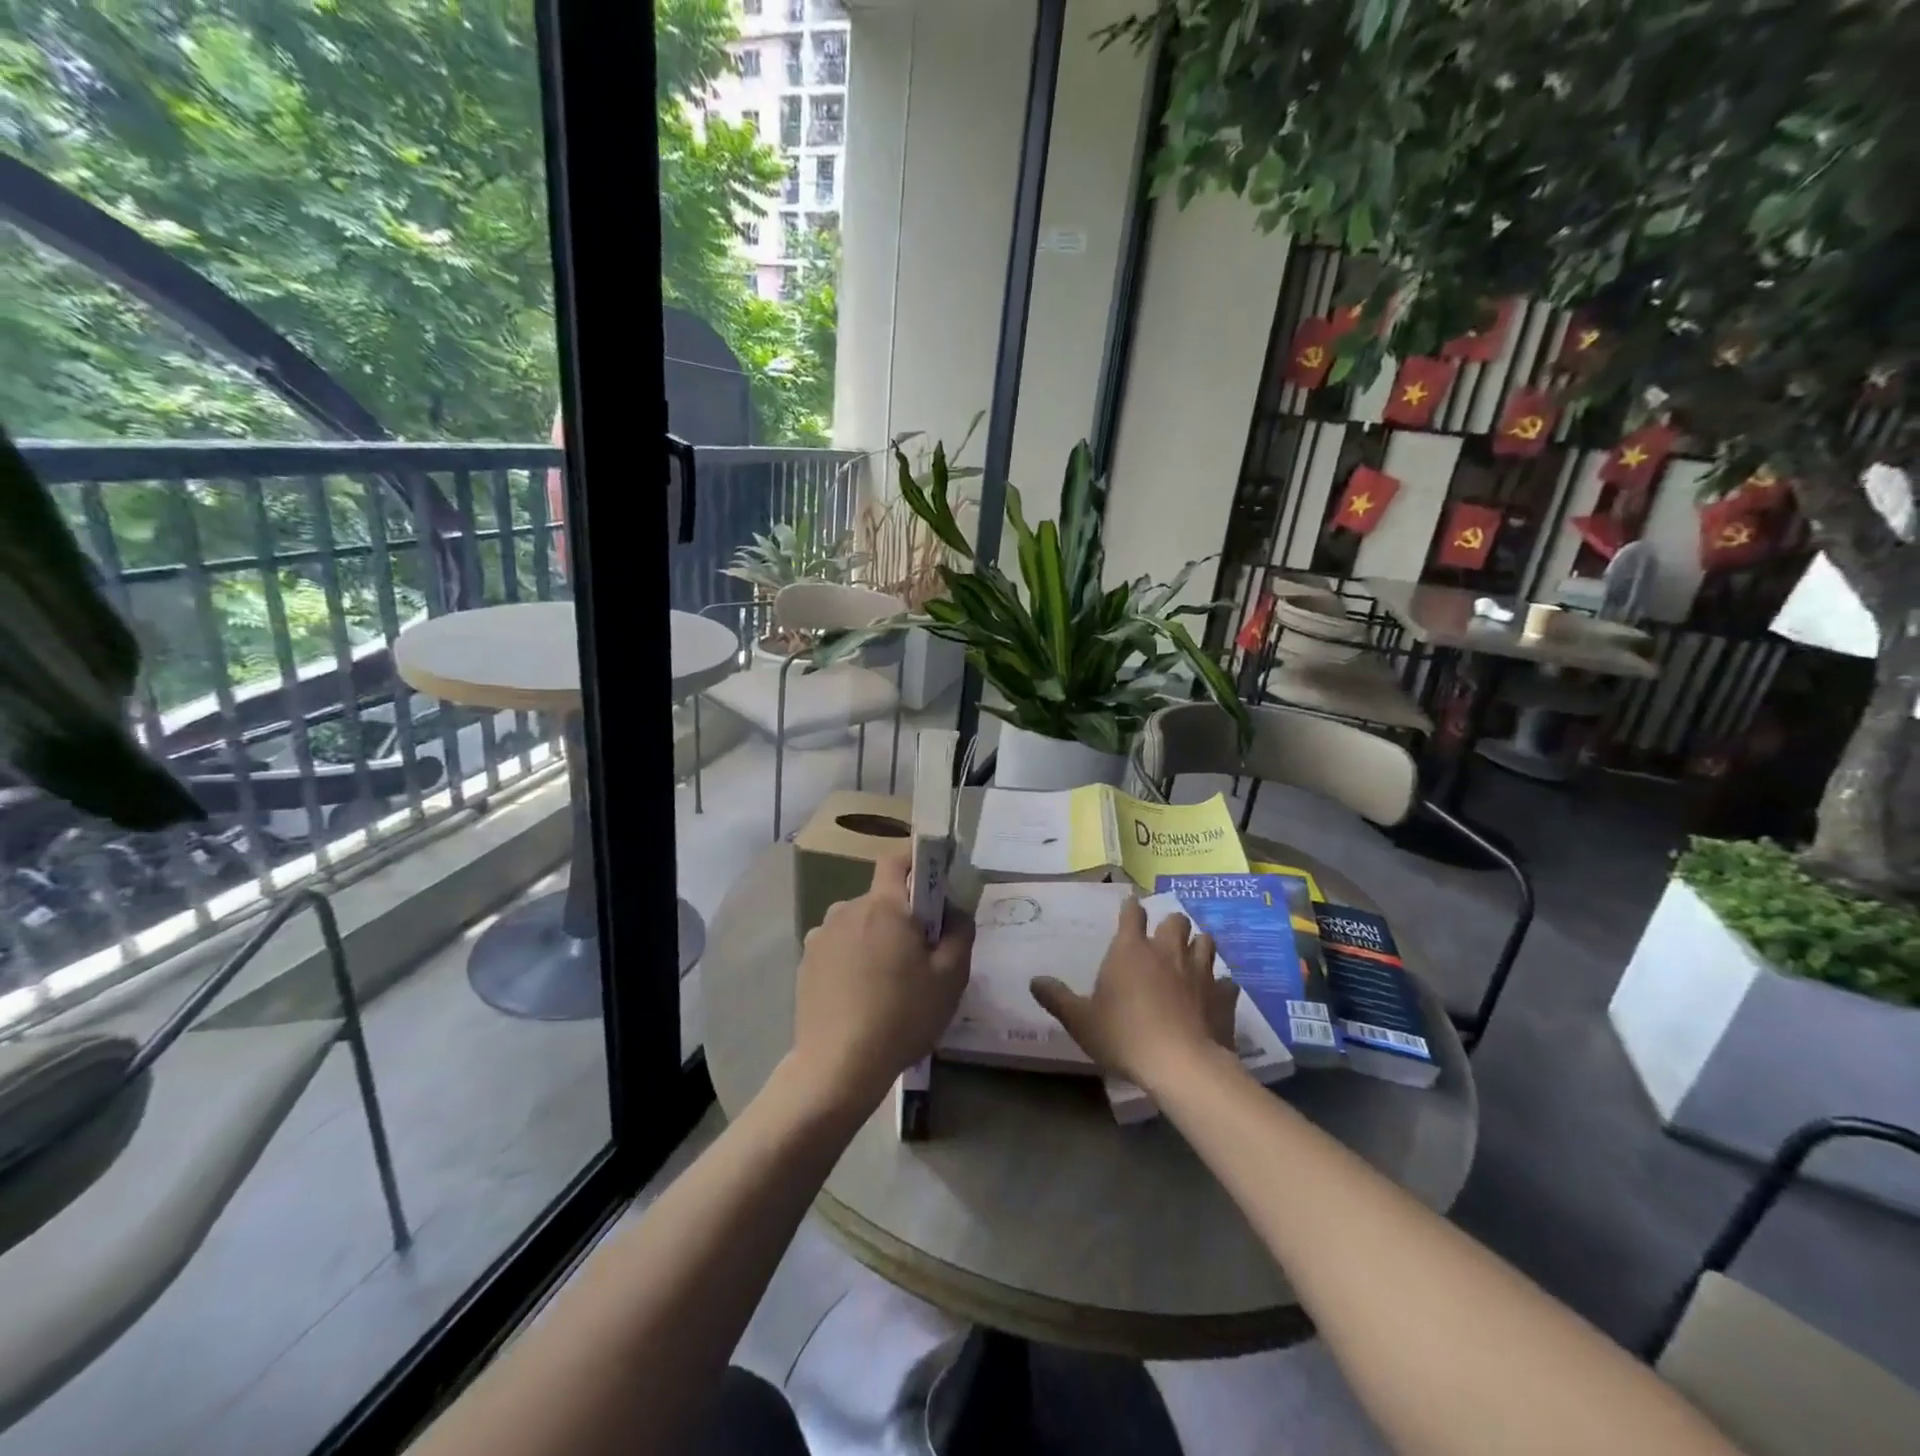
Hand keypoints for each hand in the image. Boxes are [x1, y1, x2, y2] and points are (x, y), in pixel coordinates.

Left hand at [785, 849, 972, 1119]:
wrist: (838, 1066)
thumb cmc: (901, 1016)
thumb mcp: (950, 978)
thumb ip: (960, 933)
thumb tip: (955, 911)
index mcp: (884, 905)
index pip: (896, 860)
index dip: (915, 862)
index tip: (932, 884)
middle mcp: (847, 909)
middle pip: (881, 898)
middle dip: (901, 916)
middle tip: (920, 954)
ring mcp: (821, 936)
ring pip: (859, 923)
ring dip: (875, 938)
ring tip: (888, 981)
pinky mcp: (806, 962)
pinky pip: (838, 947)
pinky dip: (852, 959)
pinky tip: (860, 995)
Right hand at [1030, 898, 1240, 1089]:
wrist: (1181, 1064)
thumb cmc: (1124, 1036)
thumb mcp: (1080, 1021)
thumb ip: (1057, 999)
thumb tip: (1034, 981)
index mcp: (1131, 950)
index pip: (1132, 913)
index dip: (1130, 908)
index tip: (1130, 908)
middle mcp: (1167, 951)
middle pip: (1175, 920)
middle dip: (1170, 924)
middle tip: (1162, 939)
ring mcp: (1200, 971)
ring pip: (1206, 941)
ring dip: (1198, 945)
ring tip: (1190, 958)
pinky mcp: (1223, 995)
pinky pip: (1226, 981)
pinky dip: (1220, 985)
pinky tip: (1213, 995)